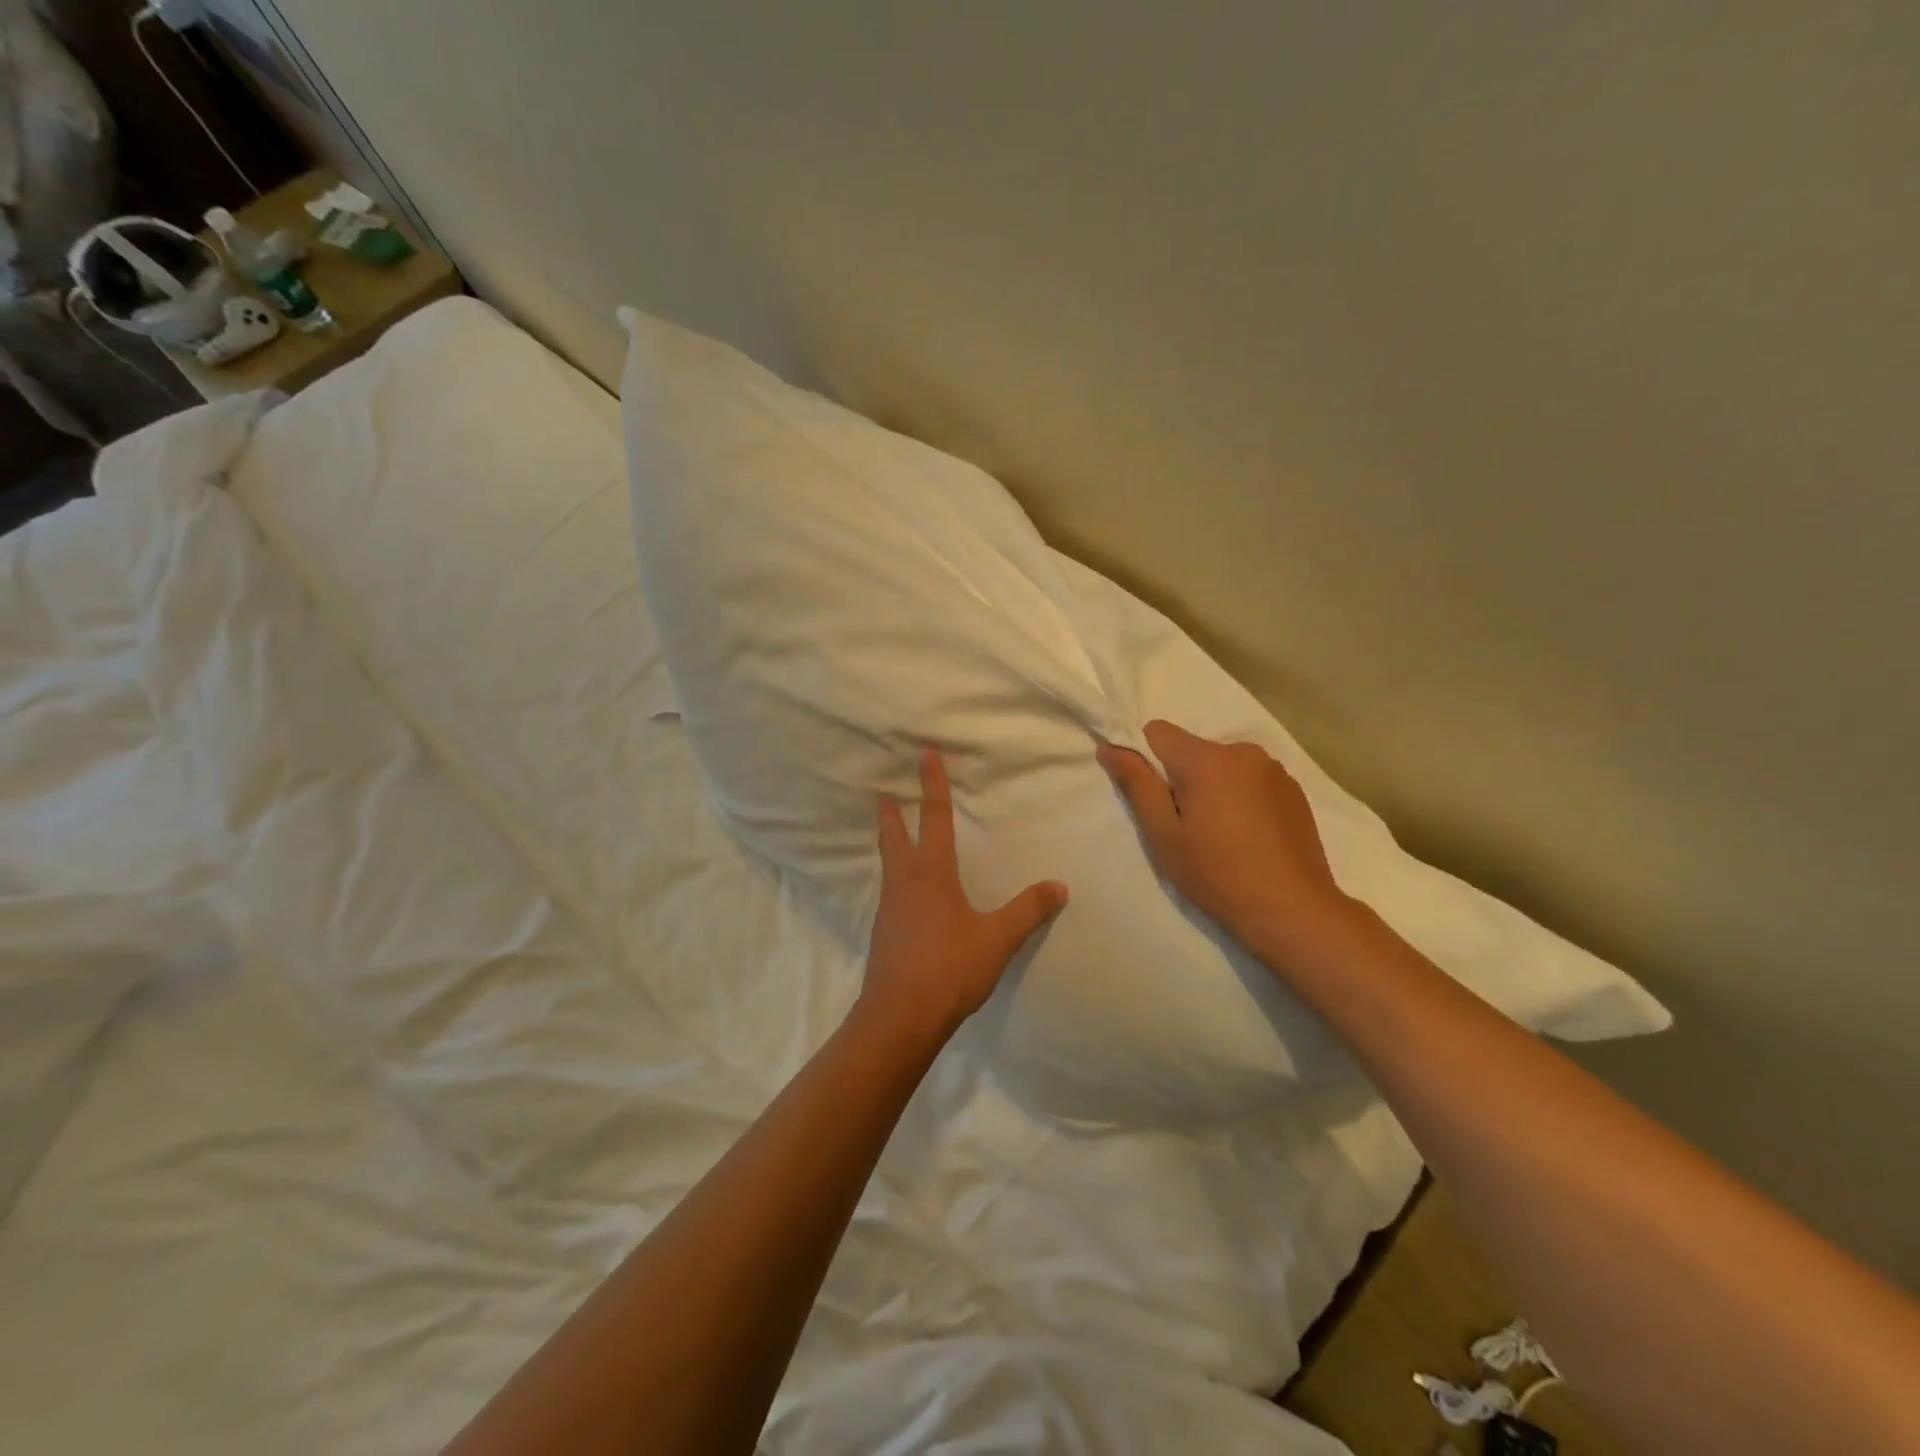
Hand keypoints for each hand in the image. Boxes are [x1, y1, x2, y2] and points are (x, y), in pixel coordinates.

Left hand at [859, 749, 1068, 1050]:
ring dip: (888, 841)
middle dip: (890, 811)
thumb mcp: (997, 939)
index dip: (931, 784)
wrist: (899, 1017)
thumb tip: (1059, 886)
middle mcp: (904, 883)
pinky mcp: (883, 932)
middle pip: (894, 836)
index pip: (933, 818)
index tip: (923, 753)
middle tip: (882, 790)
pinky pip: (888, 891)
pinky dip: (894, 876)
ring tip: (891, 833)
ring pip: (887, 863)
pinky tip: (903, 892)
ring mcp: (889, 908)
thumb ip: (1028, 911)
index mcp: (931, 873)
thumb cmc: (949, 969)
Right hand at [1097, 720, 1352, 962]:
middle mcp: (1243, 752)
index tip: (1152, 798)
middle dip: (1182, 778)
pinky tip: (1250, 837)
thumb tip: (1110, 746)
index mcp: (1207, 759)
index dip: (1145, 759)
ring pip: (1224, 766)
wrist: (1293, 911)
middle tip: (1186, 827)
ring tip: (1221, 835)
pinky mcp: (1295, 791)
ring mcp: (1274, 770)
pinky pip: (1252, 780)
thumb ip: (1136, 784)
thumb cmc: (1217, 874)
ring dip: (1214, 787)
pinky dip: (1242, 798)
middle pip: (1193, 750)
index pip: (1158, 732)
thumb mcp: (1163, 835)